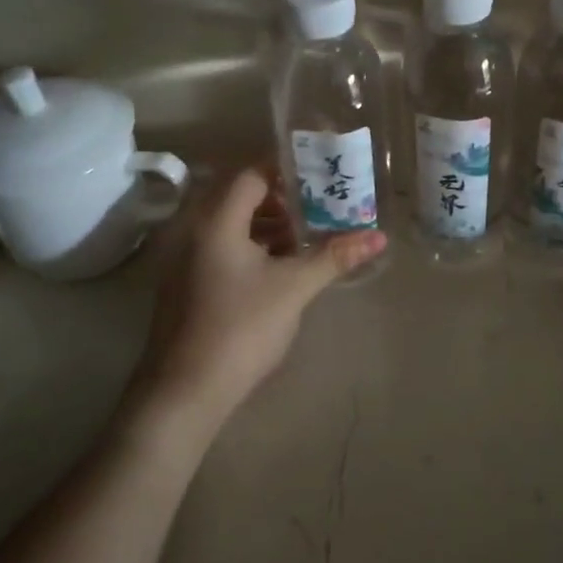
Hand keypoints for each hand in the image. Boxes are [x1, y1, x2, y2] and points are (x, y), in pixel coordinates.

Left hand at [132, 166, 386, 432]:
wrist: (183, 393)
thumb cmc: (240, 328)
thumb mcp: (294, 288)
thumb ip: (335, 255)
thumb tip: (379, 236)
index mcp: (216, 220)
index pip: (251, 173)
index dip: (286, 169)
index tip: (321, 174)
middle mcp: (194, 230)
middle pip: (241, 196)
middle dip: (283, 198)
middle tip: (323, 204)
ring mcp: (186, 259)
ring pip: (232, 224)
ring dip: (269, 224)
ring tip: (310, 234)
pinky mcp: (187, 283)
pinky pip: (223, 247)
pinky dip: (253, 246)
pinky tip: (282, 265)